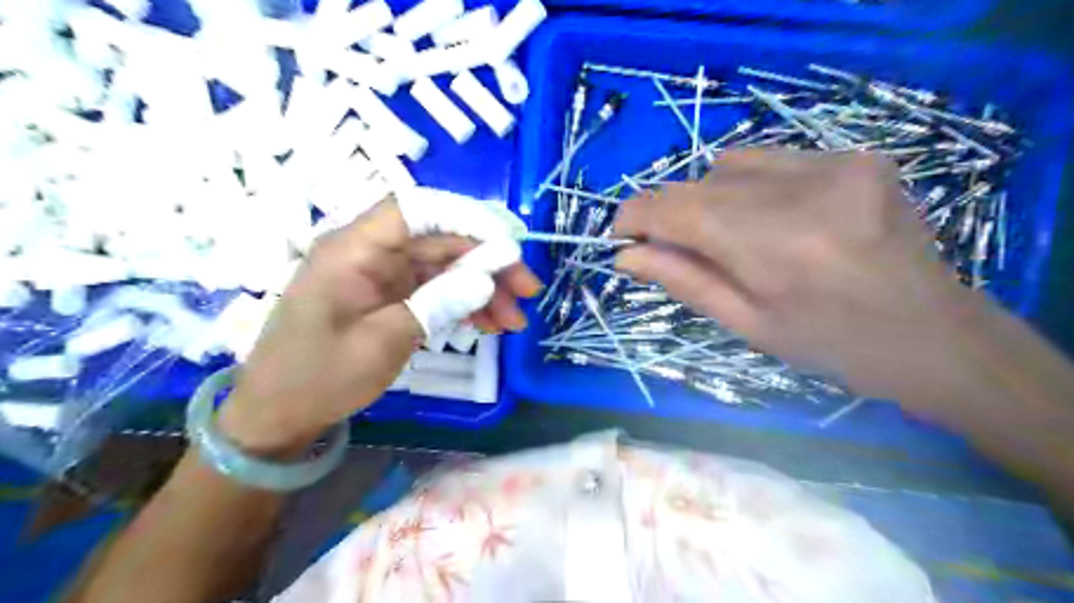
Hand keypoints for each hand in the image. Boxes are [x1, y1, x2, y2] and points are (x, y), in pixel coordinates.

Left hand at [217, 194, 540, 454]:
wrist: (277, 415)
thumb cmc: (320, 376)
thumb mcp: (384, 341)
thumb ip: (438, 302)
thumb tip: (488, 277)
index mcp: (355, 248)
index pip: (419, 209)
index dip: (470, 218)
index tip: (510, 245)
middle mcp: (370, 251)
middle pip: (441, 239)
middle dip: (488, 262)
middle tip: (528, 291)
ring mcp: (381, 274)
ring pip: (444, 266)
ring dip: (483, 288)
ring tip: (515, 320)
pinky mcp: (388, 296)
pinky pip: (434, 289)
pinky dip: (464, 303)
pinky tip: (490, 323)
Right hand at [613, 150, 973, 405]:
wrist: (935, 335)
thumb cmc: (832, 346)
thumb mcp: (748, 325)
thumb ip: (683, 281)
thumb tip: (625, 256)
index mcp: (775, 247)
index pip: (677, 208)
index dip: (637, 215)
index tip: (623, 236)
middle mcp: (804, 191)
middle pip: (699, 184)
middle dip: (673, 214)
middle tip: (677, 249)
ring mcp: (836, 164)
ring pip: (730, 165)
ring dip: (711, 198)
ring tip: (734, 237)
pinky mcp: (856, 155)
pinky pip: (771, 159)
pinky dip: (749, 185)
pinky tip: (773, 218)